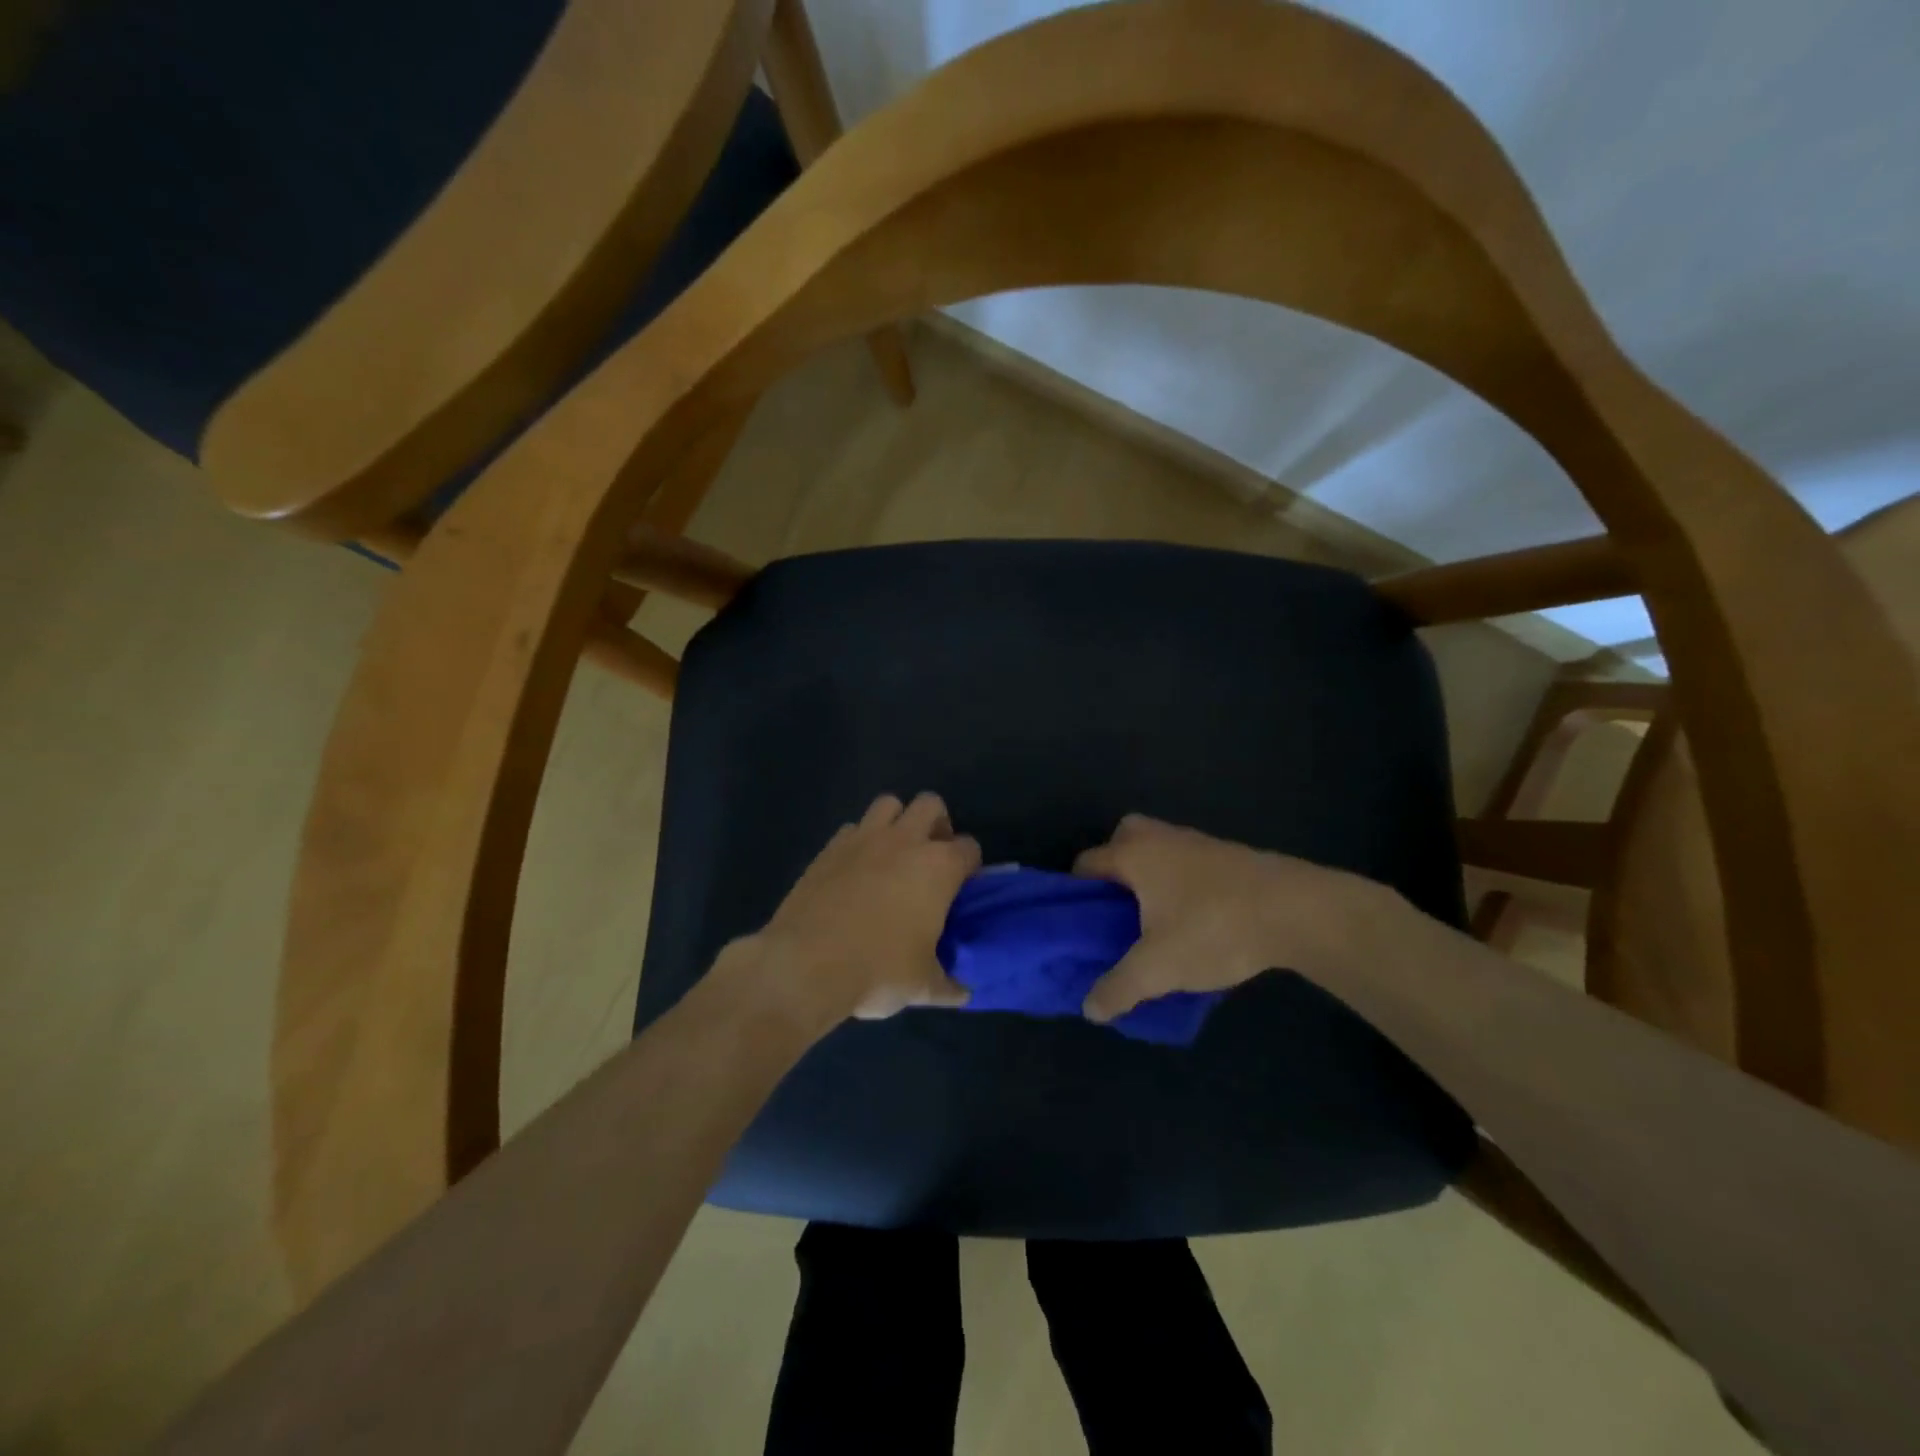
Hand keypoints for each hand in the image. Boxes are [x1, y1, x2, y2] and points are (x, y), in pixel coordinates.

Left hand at [748, 793, 980, 1023]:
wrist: (806, 965)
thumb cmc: (878, 971)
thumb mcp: (922, 987)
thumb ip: (948, 985)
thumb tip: (963, 994)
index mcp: (938, 867)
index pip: (969, 848)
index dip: (969, 865)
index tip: (961, 887)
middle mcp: (904, 841)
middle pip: (931, 804)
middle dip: (936, 824)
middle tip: (930, 858)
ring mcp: (863, 839)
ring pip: (888, 804)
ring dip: (897, 821)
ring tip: (893, 855)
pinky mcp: (829, 848)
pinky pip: (852, 828)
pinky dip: (859, 841)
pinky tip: (855, 870)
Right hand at [1073, 814, 1386, 1022]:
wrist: (1297, 911)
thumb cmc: (1213, 928)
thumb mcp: (1158, 968)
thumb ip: (1119, 988)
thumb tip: (1090, 1009)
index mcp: (1134, 854)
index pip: (1086, 862)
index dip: (1076, 893)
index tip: (1081, 925)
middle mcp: (1160, 838)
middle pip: (1122, 840)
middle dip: (1115, 870)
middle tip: (1118, 911)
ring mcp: (1198, 842)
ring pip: (1158, 850)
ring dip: (1151, 877)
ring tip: (1156, 922)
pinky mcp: (1229, 855)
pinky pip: (1188, 862)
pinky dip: (1181, 882)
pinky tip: (1195, 920)